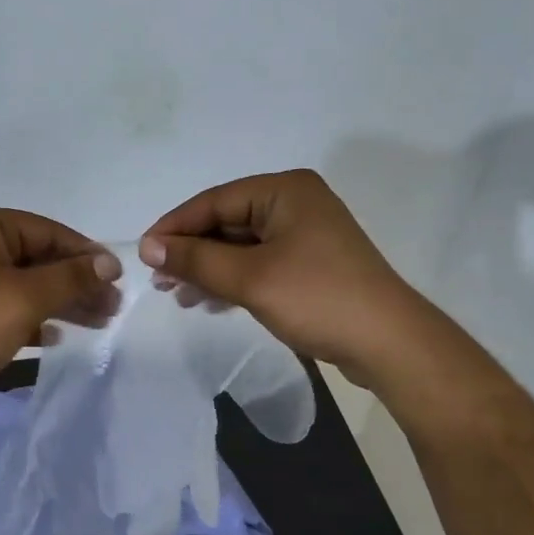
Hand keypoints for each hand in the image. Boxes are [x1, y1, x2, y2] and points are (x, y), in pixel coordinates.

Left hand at [0, 207, 119, 416]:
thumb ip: (71, 277)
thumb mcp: (26, 297)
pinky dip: (31, 320)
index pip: (48, 231)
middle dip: (76, 283)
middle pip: (38, 259)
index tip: (118, 279)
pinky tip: (53, 337)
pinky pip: (5, 308)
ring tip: (98, 323)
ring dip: (60, 303)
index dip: (86, 254)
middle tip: (112, 308)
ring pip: (24, 286)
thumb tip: (108, 263)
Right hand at [139, 169, 411, 380]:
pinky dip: (233, 279)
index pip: (214, 201)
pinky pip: (259, 263)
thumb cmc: (318, 299)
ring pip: (241, 245)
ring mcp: (305, 234)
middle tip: (160, 281)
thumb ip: (196, 259)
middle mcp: (295, 203)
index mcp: (285, 190)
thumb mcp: (250, 278)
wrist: (390, 344)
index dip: (175, 227)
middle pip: (227, 221)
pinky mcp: (310, 263)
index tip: (143, 254)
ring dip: (209, 269)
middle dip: (192, 251)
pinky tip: (210, 301)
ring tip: (180, 296)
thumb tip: (147, 246)